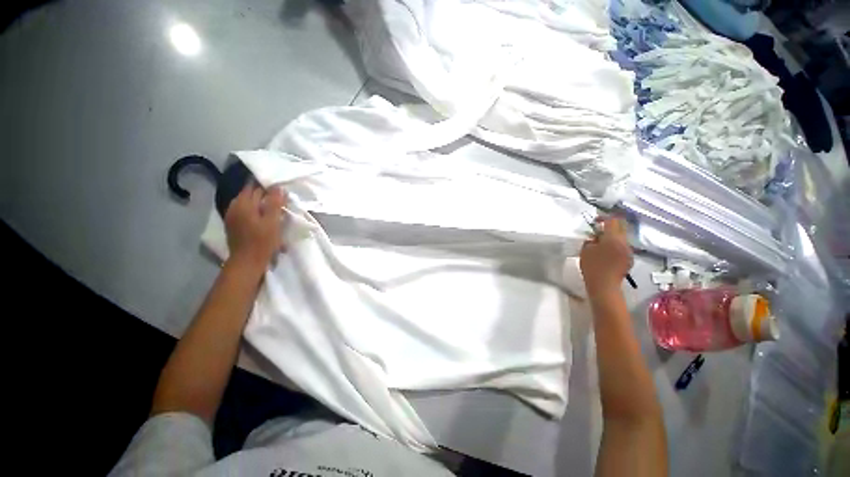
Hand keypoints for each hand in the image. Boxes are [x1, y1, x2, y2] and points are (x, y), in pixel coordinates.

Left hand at [224, 183, 286, 268]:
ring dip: (259, 203)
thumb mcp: (273, 222)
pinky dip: (253, 211)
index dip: (267, 187)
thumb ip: (274, 203)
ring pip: (246, 203)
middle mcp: (234, 207)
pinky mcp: (233, 225)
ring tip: (272, 209)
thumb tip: (278, 187)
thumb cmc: (262, 242)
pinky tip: (262, 217)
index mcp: (243, 204)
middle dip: (263, 194)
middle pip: (249, 194)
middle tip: (279, 200)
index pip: (254, 187)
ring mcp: (231, 216)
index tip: (280, 191)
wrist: (247, 262)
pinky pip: (244, 211)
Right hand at [580, 216, 632, 294]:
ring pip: (622, 237)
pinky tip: (607, 252)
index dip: (603, 217)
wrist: (604, 286)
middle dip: (611, 225)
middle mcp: (624, 242)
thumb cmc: (592, 267)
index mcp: (613, 238)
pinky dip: (615, 245)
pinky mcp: (629, 258)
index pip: (612, 220)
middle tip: (599, 229)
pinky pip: (623, 246)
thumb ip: (591, 240)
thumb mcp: (585, 251)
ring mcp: (629, 251)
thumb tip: (595, 237)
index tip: (595, 221)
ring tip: (601, 242)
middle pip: (621, 226)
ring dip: (613, 236)